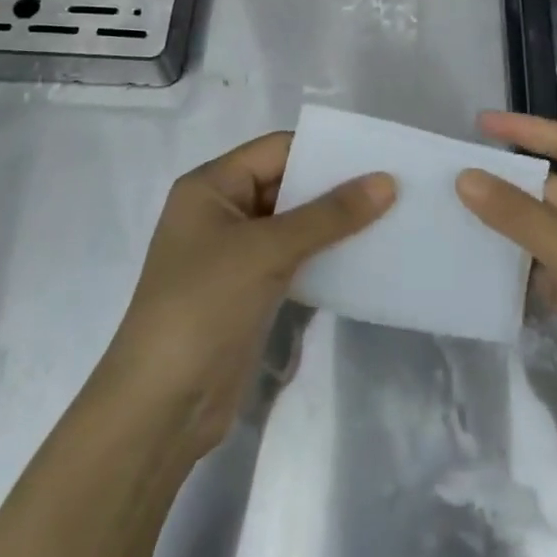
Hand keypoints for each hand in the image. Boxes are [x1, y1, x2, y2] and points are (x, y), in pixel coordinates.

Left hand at [98, 132, 394, 458]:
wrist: (162, 406)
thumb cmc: (204, 306)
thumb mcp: (267, 250)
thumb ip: (329, 215)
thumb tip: (386, 180)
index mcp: (211, 186)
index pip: (276, 150)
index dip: (324, 150)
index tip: (378, 155)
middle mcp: (221, 211)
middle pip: (286, 185)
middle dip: (335, 188)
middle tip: (394, 188)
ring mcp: (234, 254)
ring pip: (293, 225)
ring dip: (334, 225)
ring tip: (391, 219)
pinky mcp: (248, 291)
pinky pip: (293, 260)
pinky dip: (324, 257)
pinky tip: (364, 259)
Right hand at [455, 112, 556, 474]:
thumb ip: (524, 220)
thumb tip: (465, 177)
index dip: (527, 130)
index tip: (478, 123)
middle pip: (550, 188)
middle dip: (504, 182)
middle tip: (444, 176)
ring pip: (540, 228)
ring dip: (501, 223)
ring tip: (445, 212)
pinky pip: (539, 265)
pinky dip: (510, 262)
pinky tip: (471, 260)